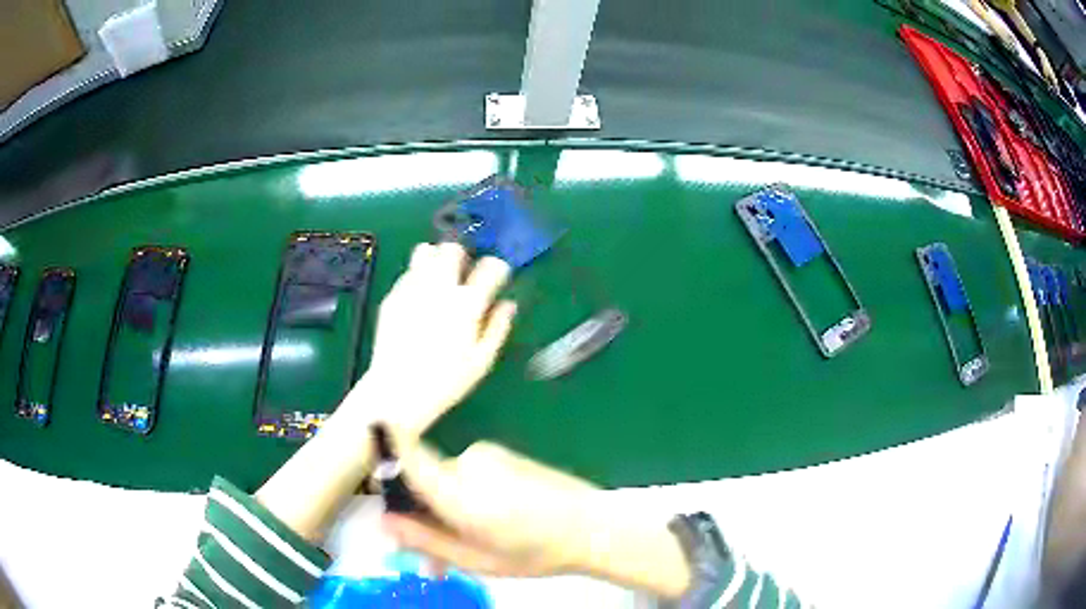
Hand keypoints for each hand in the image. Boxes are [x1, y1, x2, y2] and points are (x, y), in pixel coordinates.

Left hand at [361, 243, 516, 440]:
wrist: (397, 391)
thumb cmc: (446, 382)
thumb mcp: (481, 361)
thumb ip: (498, 327)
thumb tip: (509, 304)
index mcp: (467, 304)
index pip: (491, 267)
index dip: (498, 268)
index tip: (497, 278)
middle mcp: (440, 288)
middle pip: (453, 249)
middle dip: (463, 256)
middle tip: (464, 274)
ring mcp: (412, 289)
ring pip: (426, 251)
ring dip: (437, 258)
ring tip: (439, 278)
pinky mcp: (392, 296)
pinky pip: (408, 272)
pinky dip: (417, 276)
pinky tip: (419, 297)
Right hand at [383, 441, 597, 577]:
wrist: (592, 525)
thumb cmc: (535, 551)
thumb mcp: (476, 559)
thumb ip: (426, 540)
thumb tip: (383, 523)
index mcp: (459, 492)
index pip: (408, 457)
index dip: (386, 451)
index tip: (374, 466)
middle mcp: (467, 464)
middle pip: (422, 480)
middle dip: (421, 516)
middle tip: (434, 557)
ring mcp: (485, 455)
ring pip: (444, 480)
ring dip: (446, 510)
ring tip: (469, 546)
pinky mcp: (499, 454)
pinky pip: (466, 474)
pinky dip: (465, 498)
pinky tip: (489, 522)